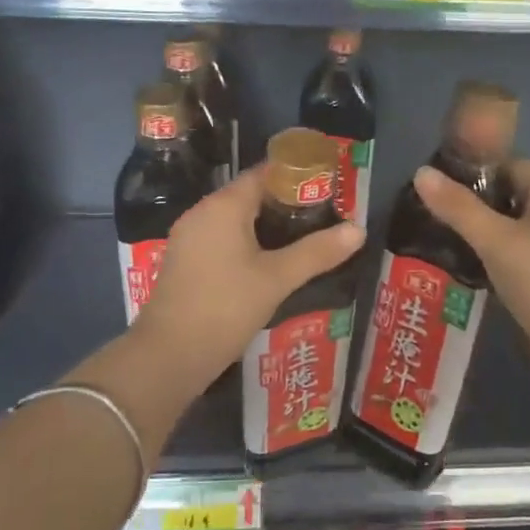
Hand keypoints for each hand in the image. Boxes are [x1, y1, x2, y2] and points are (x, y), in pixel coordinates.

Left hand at [134, 165, 365, 382]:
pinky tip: (271, 264)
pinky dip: (248, 243)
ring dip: (268, 226)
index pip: (265, 174)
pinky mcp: (186, 261)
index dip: (297, 178)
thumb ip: (317, 252)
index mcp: (223, 206)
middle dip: (287, 204)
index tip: (328, 189)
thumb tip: (359, 230)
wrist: (169, 355)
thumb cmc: (226, 307)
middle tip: (324, 218)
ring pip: (236, 219)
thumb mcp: (278, 278)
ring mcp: (189, 237)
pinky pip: (223, 239)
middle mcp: (202, 212)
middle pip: (250, 195)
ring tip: (305, 240)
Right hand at [413, 158, 529, 384]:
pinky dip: (502, 252)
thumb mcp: (493, 240)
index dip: (477, 170)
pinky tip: (477, 267)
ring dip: (488, 229)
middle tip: (441, 215)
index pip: (511, 164)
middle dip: (479, 201)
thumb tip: (421, 172)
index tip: (444, 187)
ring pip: (519, 223)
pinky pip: (525, 249)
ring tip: (451, 240)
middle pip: (514, 193)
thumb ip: (458, 207)